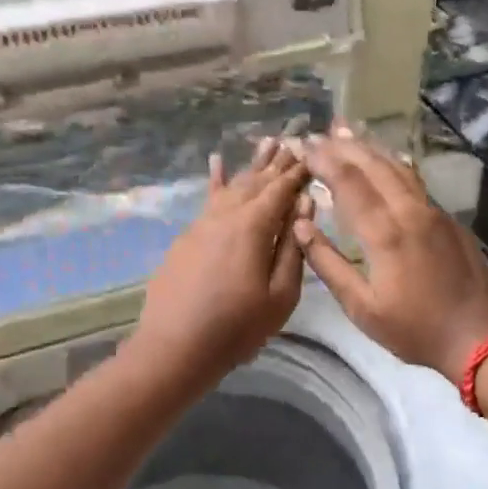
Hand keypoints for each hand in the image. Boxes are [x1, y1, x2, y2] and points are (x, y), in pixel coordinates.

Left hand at [130, 138, 311, 392]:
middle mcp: (225, 215)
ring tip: (266, 143)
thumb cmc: (237, 327)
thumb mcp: (280, 295)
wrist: (174, 347)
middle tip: (293, 141)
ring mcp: (201, 224)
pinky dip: (217, 180)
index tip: (313, 154)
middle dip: (277, 163)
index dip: (298, 172)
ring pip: (231, 186)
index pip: (281, 190)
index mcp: (252, 227)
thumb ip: (293, 248)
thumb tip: (305, 207)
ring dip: (251, 166)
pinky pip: (208, 200)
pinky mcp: (187, 238)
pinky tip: (217, 163)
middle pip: (256, 182)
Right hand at [294, 125, 487, 385]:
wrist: (483, 336)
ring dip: (369, 147)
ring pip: (398, 167)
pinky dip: (392, 163)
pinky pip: (414, 179)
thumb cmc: (416, 330)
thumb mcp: (363, 308)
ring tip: (346, 131)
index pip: (347, 182)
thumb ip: (329, 265)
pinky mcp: (448, 219)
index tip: (301, 146)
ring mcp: (433, 211)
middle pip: (373, 165)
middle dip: (343, 146)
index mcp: (384, 233)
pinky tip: (384, 160)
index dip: (322, 160)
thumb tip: (302, 227)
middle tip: (318, 133)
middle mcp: (409, 211)